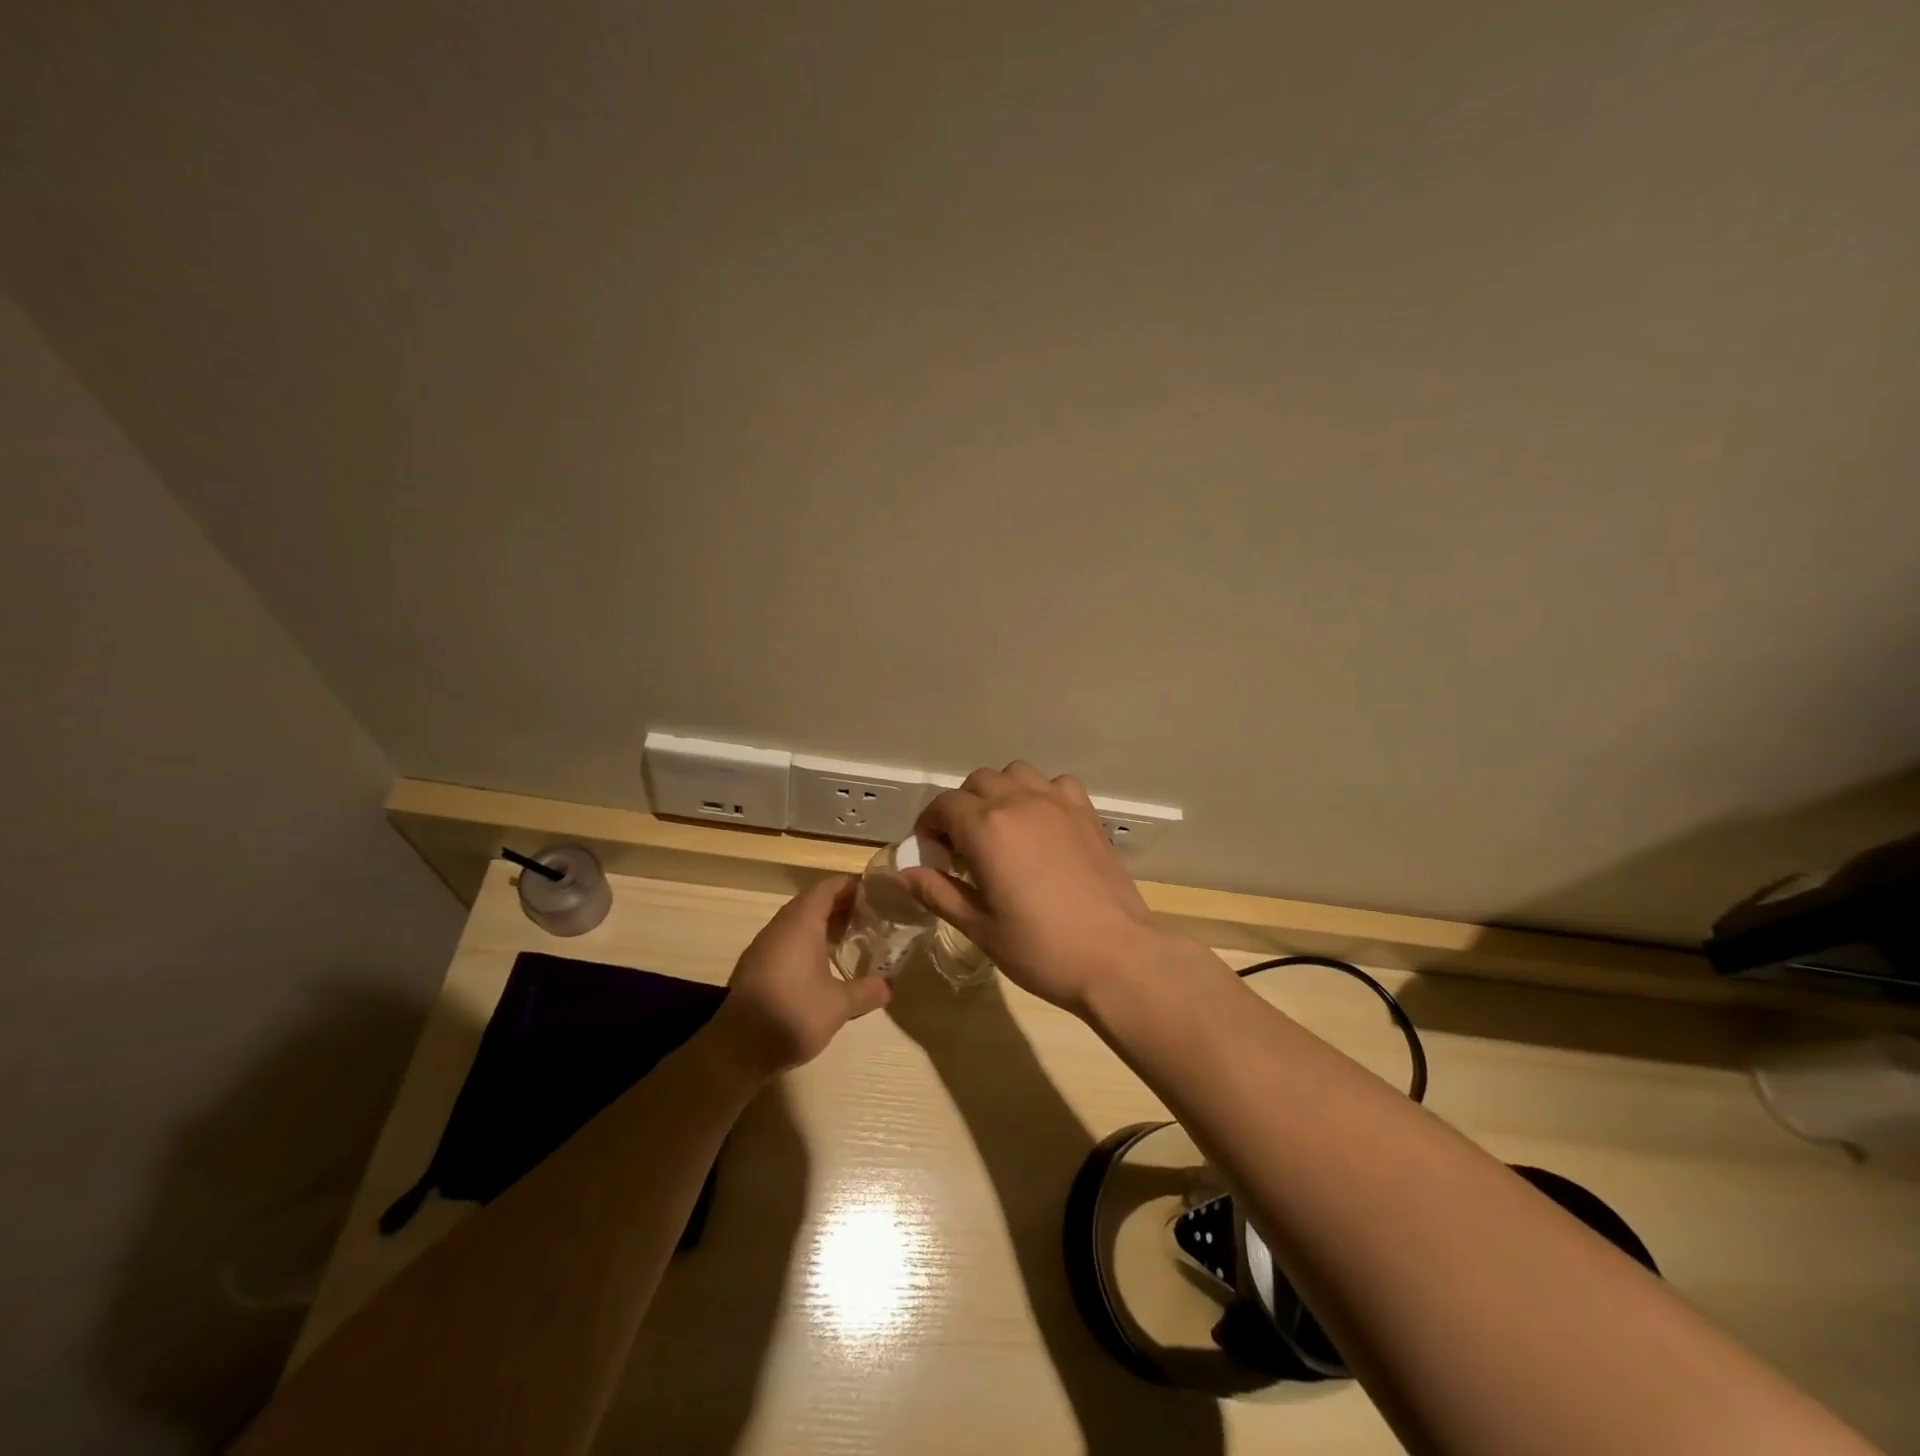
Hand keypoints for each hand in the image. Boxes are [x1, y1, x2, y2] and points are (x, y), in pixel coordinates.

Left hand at [707, 875, 890, 1077]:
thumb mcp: (839, 1005)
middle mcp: (781, 926)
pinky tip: (824, 965)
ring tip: (852, 938)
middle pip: (813, 902)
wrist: (736, 1049)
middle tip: (871, 917)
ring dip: (824, 925)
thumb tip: (889, 986)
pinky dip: (808, 942)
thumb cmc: (792, 1014)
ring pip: (798, 922)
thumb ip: (867, 991)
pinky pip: (787, 941)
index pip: (828, 887)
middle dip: (842, 906)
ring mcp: (764, 946)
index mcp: (801, 923)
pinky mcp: (756, 966)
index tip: (877, 893)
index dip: (852, 885)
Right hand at [901, 762, 1166, 1014]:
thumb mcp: (979, 927)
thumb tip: (905, 873)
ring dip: (1000, 792)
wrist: (1115, 957)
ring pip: (1016, 773)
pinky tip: (1043, 825)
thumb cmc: (1040, 949)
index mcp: (986, 828)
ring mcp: (1058, 804)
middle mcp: (1020, 802)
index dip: (929, 825)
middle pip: (977, 782)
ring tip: (1001, 828)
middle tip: (963, 846)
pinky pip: (1057, 784)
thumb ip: (939, 892)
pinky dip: (1042, 794)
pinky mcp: (1087, 813)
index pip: (944, 806)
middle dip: (961, 807)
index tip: (931, 851)